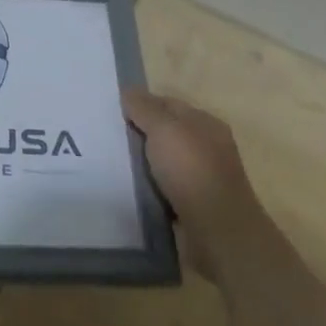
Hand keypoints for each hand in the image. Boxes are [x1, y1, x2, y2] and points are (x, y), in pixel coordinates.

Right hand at [124, 90, 264, 278]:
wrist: (218, 233)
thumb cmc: (192, 171)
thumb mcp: (164, 129)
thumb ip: (145, 108)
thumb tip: (128, 91)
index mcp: (205, 123)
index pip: (168, 104)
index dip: (141, 105)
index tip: (112, 112)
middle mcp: (206, 147)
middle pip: (165, 133)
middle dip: (139, 135)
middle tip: (107, 138)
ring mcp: (201, 178)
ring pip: (163, 163)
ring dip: (143, 165)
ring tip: (111, 166)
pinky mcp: (194, 206)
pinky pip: (164, 189)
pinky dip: (149, 189)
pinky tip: (130, 190)